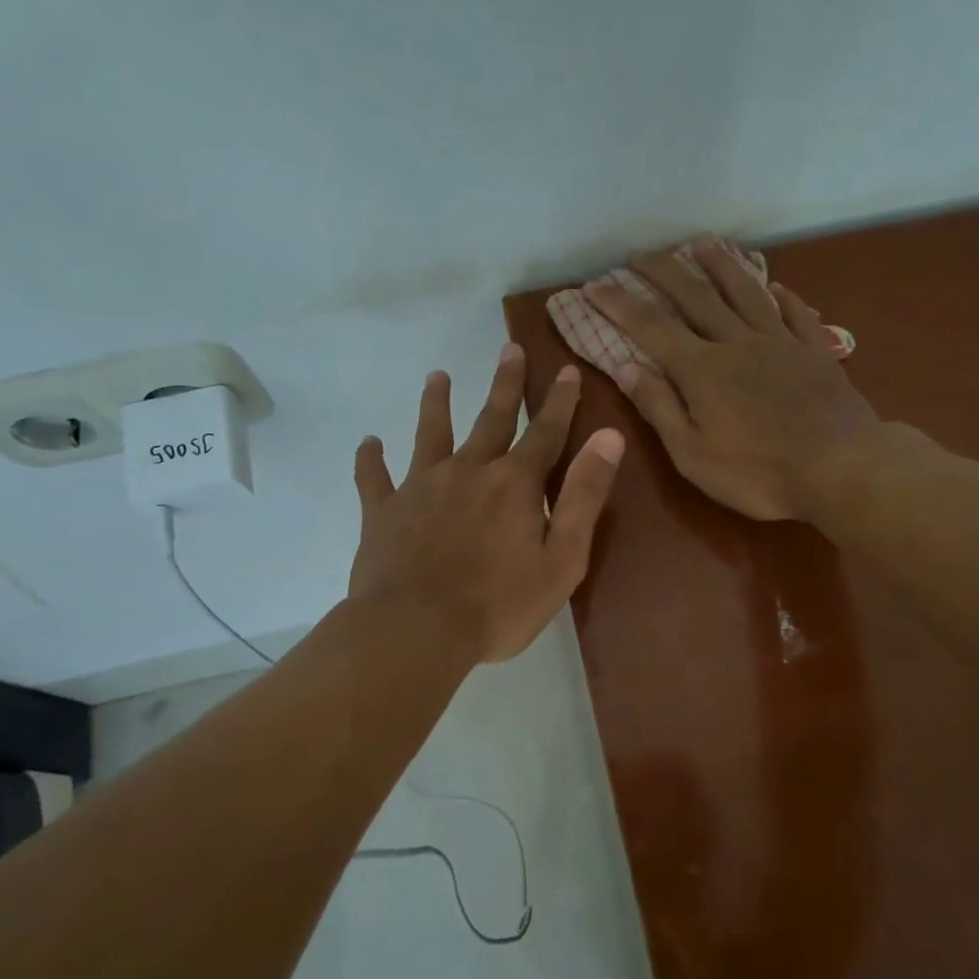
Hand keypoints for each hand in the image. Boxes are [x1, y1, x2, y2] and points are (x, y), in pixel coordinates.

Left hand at [349, 345, 624, 663]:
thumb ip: (584, 495)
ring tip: (437, 376)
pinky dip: (371, 460)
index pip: (545, 433)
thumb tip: (609, 437)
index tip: (568, 370)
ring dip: (436, 404)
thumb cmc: (499, 604)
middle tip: (509, 348)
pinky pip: (374, 479)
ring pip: (430, 435)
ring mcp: (420, 488)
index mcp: (515, 484)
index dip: (561, 402)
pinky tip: (368, 443)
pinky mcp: (383, 512)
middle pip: (491, 419)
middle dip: (505, 384)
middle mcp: (468, 472)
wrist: (417, 630)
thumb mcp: (562, 558)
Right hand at [584, 237, 880, 520]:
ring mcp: (780, 342)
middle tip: (641, 253)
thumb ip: (659, 407)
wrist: (840, 468)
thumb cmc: (757, 473)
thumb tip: (625, 366)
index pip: (651, 328)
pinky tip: (775, 285)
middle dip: (663, 272)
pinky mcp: (815, 352)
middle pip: (695, 296)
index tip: (594, 286)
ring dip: (720, 265)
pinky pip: (796, 313)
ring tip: (702, 243)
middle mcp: (737, 342)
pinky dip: (782, 296)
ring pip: (745, 292)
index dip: (620, 305)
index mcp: (702, 370)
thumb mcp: (692, 454)